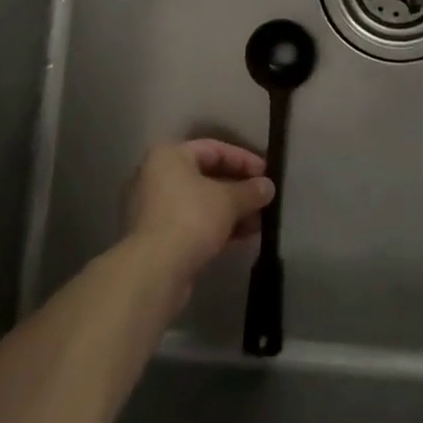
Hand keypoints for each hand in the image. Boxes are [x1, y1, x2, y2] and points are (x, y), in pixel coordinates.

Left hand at [123, 140, 275, 299]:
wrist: (153, 273)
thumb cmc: (190, 220)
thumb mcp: (228, 201)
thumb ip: (250, 190)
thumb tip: (268, 187)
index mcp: (169, 156)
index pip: (214, 148)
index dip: (244, 159)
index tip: (267, 174)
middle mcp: (157, 176)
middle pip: (207, 176)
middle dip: (239, 189)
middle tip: (264, 199)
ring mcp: (155, 209)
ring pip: (201, 202)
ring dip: (231, 210)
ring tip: (259, 222)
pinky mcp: (157, 237)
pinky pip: (193, 223)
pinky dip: (216, 226)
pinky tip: (242, 237)